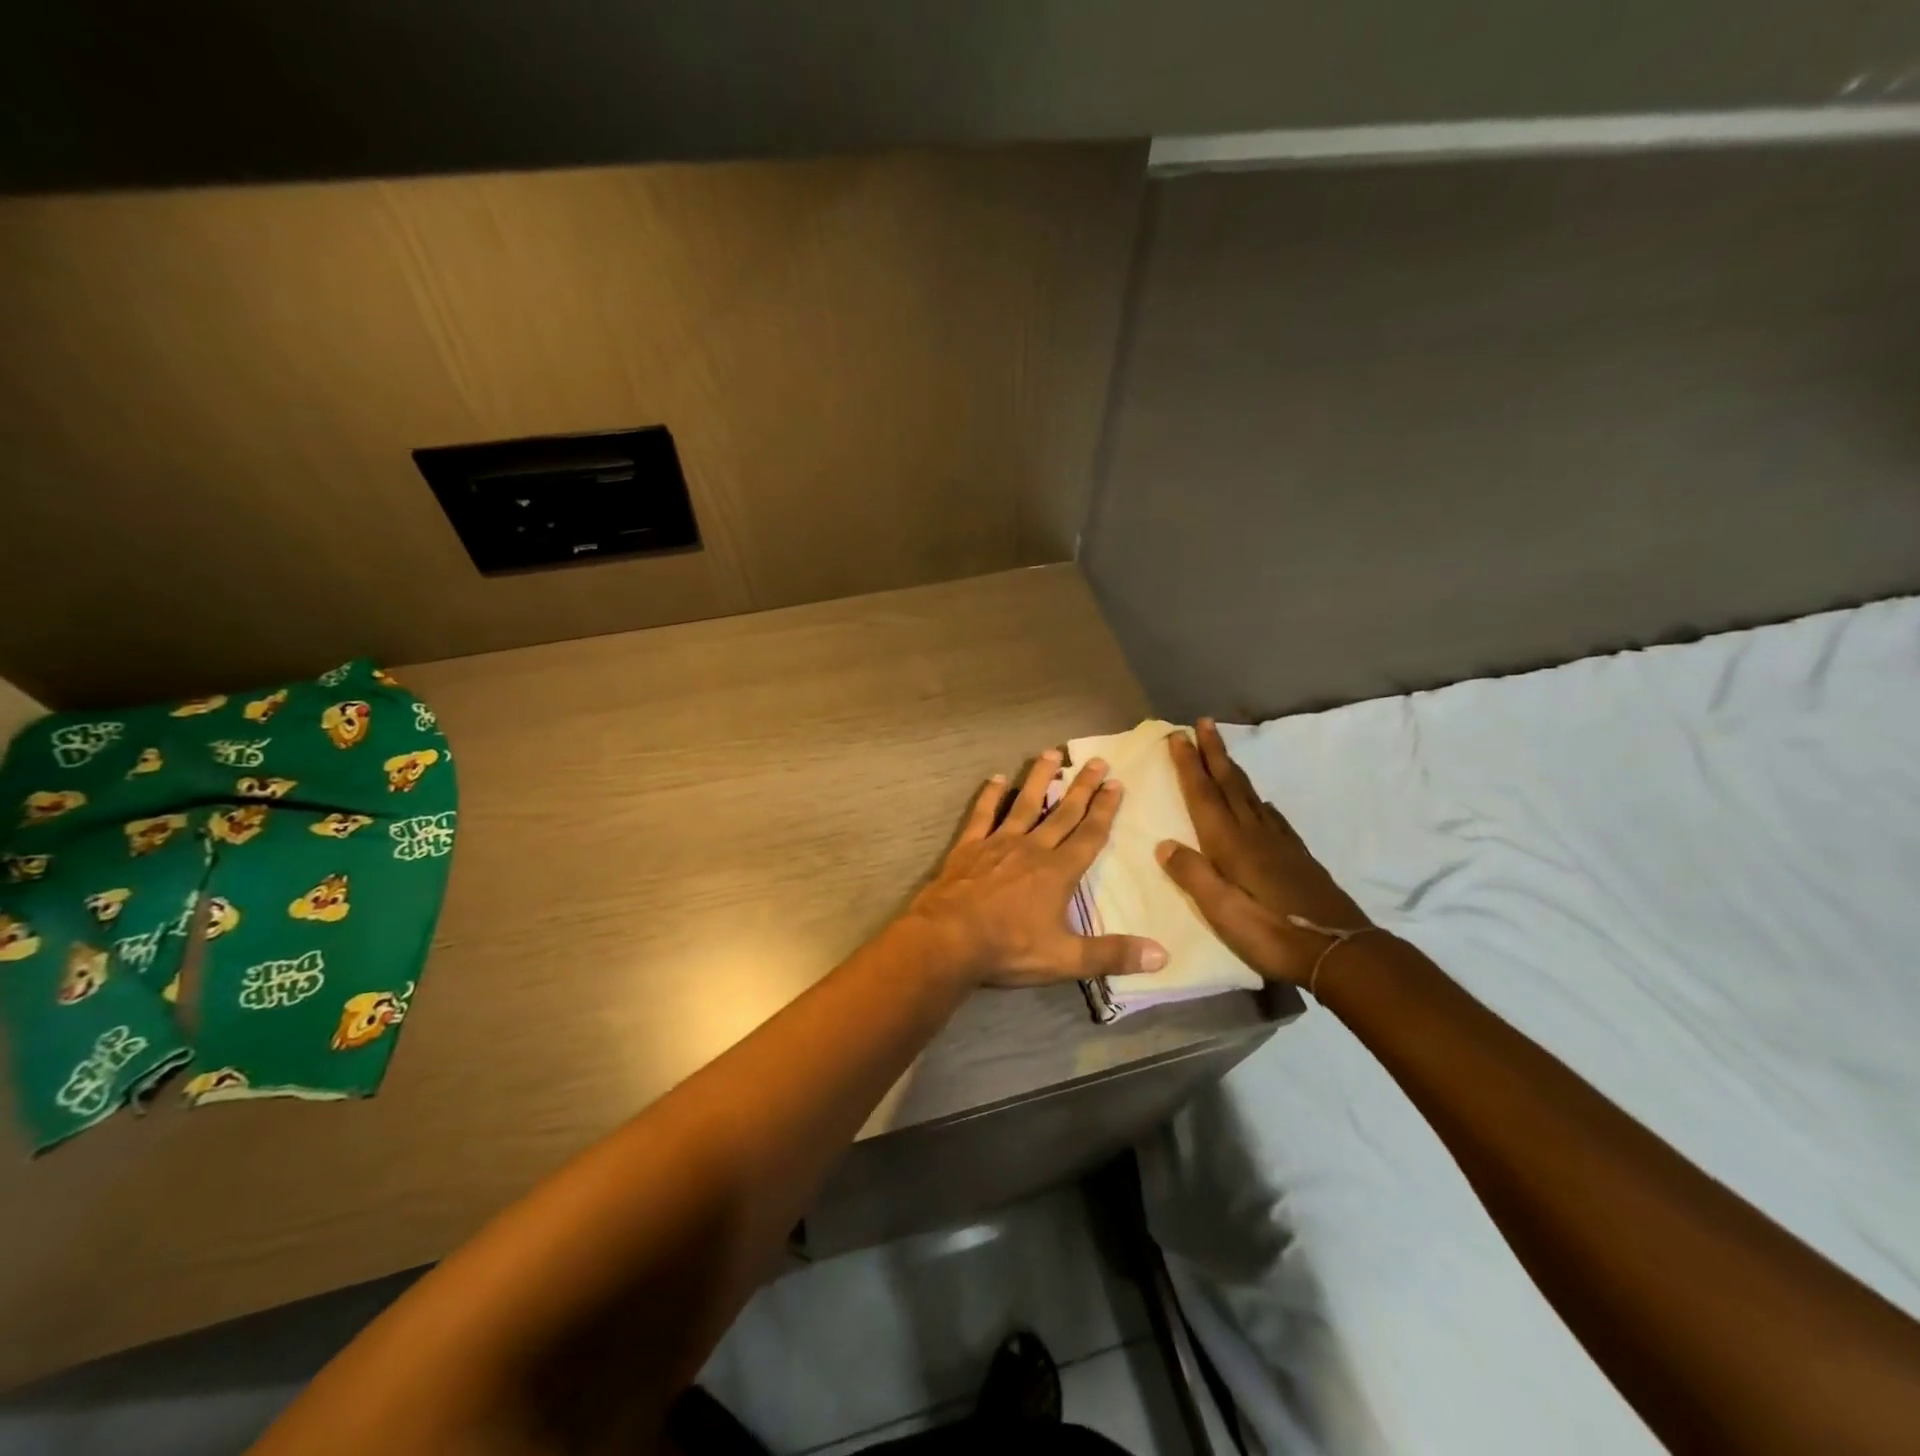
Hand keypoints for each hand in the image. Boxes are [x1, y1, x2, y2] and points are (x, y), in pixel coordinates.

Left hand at [906, 750, 1167, 988]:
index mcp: (1058, 872)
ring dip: (1039, 779)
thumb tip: (1162, 956)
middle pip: (1063, 812)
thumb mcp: (1065, 959)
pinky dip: (990, 796)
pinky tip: (997, 778)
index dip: (1105, 810)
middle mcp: (1032, 849)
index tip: (1116, 784)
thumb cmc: (1008, 948)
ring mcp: (998, 844)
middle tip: (1097, 760)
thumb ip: (1112, 954)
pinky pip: (982, 815)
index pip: (1089, 835)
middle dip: (1082, 787)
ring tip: (1051, 753)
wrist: (949, 939)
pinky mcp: (969, 847)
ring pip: (1024, 804)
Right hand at [1155, 719, 1371, 986]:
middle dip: (1213, 752)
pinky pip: (1269, 814)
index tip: (1178, 736)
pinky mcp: (1296, 856)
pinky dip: (1256, 798)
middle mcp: (1254, 834)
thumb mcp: (1223, 912)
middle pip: (1229, 784)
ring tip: (1221, 752)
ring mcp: (1279, 843)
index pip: (1203, 795)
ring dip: (1231, 769)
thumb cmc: (1274, 933)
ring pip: (1249, 794)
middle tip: (1203, 722)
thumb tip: (1163, 844)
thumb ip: (1193, 875)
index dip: (1189, 765)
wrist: (1341, 952)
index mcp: (1231, 844)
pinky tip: (1258, 802)